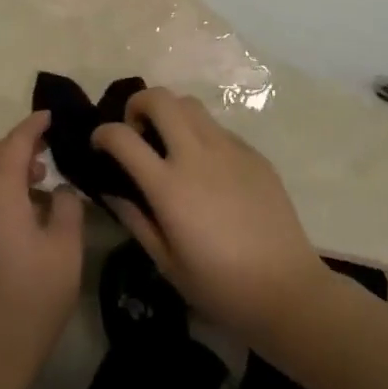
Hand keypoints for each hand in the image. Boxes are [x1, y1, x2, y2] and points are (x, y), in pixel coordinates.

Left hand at [0, 111, 84, 388]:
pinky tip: (22, 216)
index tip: (51, 115)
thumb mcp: (64, 251)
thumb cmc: (30, 300)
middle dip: (20, 146)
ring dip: (9, 172)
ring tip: (41, 180)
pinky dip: (0, 194)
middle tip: (49, 146)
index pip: (15, 142)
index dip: (33, 125)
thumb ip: (68, 209)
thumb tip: (62, 189)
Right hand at [92, 88, 333, 340]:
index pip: (122, 136)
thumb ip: (135, 219)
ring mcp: (229, 150)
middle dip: (138, 104)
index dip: (102, 133)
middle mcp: (196, 156)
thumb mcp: (166, 263)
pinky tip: (207, 167)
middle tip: (137, 131)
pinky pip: (218, 128)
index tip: (99, 144)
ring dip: (171, 113)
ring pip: (190, 104)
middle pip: (160, 98)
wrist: (287, 290)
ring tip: (170, 142)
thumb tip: (112, 191)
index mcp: (169, 186)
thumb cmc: (220, 286)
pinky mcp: (253, 154)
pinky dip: (201, 134)